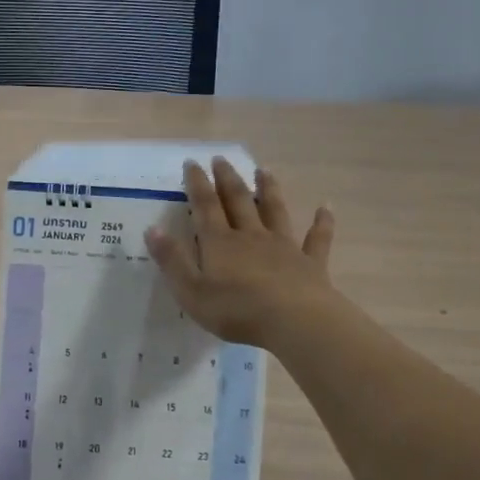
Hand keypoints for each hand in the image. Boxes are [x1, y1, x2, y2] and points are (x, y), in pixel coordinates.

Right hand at [145, 159, 336, 347]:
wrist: (293, 321)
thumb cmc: (236, 310)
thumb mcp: (191, 291)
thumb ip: (172, 260)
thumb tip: (153, 229)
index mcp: (220, 243)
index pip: (205, 206)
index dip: (197, 183)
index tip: (192, 162)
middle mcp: (251, 236)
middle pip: (239, 201)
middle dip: (228, 179)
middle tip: (221, 159)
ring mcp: (283, 246)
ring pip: (275, 211)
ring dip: (269, 189)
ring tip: (264, 169)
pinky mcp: (310, 263)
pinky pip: (316, 238)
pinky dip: (322, 222)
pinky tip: (326, 207)